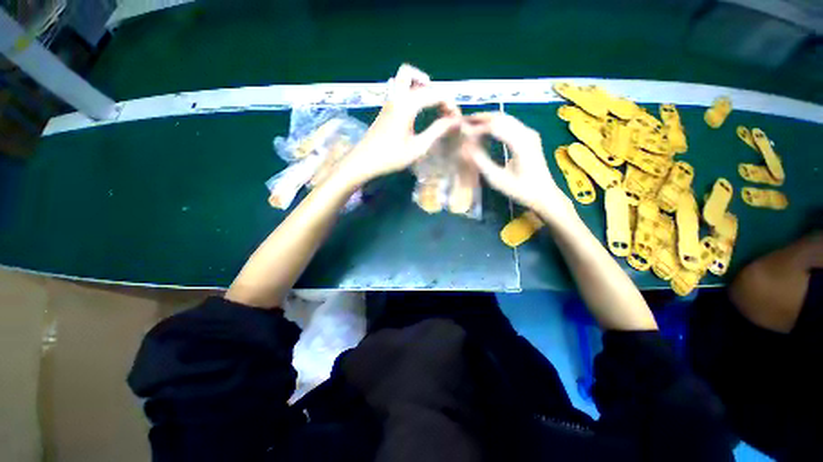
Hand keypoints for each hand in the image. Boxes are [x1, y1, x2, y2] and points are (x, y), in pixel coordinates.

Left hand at [336, 65, 461, 186]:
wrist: (364, 162)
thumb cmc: (391, 157)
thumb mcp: (418, 147)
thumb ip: (436, 131)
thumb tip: (453, 121)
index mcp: (407, 105)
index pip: (434, 94)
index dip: (448, 103)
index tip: (456, 118)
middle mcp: (397, 97)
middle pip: (412, 74)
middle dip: (431, 86)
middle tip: (440, 106)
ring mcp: (388, 102)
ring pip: (403, 80)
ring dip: (419, 85)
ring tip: (430, 105)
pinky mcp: (385, 109)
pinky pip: (399, 91)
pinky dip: (411, 93)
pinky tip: (417, 111)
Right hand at [462, 112, 575, 221]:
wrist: (544, 194)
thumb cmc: (521, 190)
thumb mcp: (498, 179)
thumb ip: (481, 162)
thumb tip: (465, 148)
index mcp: (520, 143)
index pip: (494, 126)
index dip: (476, 127)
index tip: (462, 132)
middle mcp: (527, 133)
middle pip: (500, 117)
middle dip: (481, 118)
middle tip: (463, 122)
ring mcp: (530, 133)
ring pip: (506, 118)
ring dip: (488, 119)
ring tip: (471, 124)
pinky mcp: (529, 137)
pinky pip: (510, 124)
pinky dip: (496, 124)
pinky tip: (486, 129)